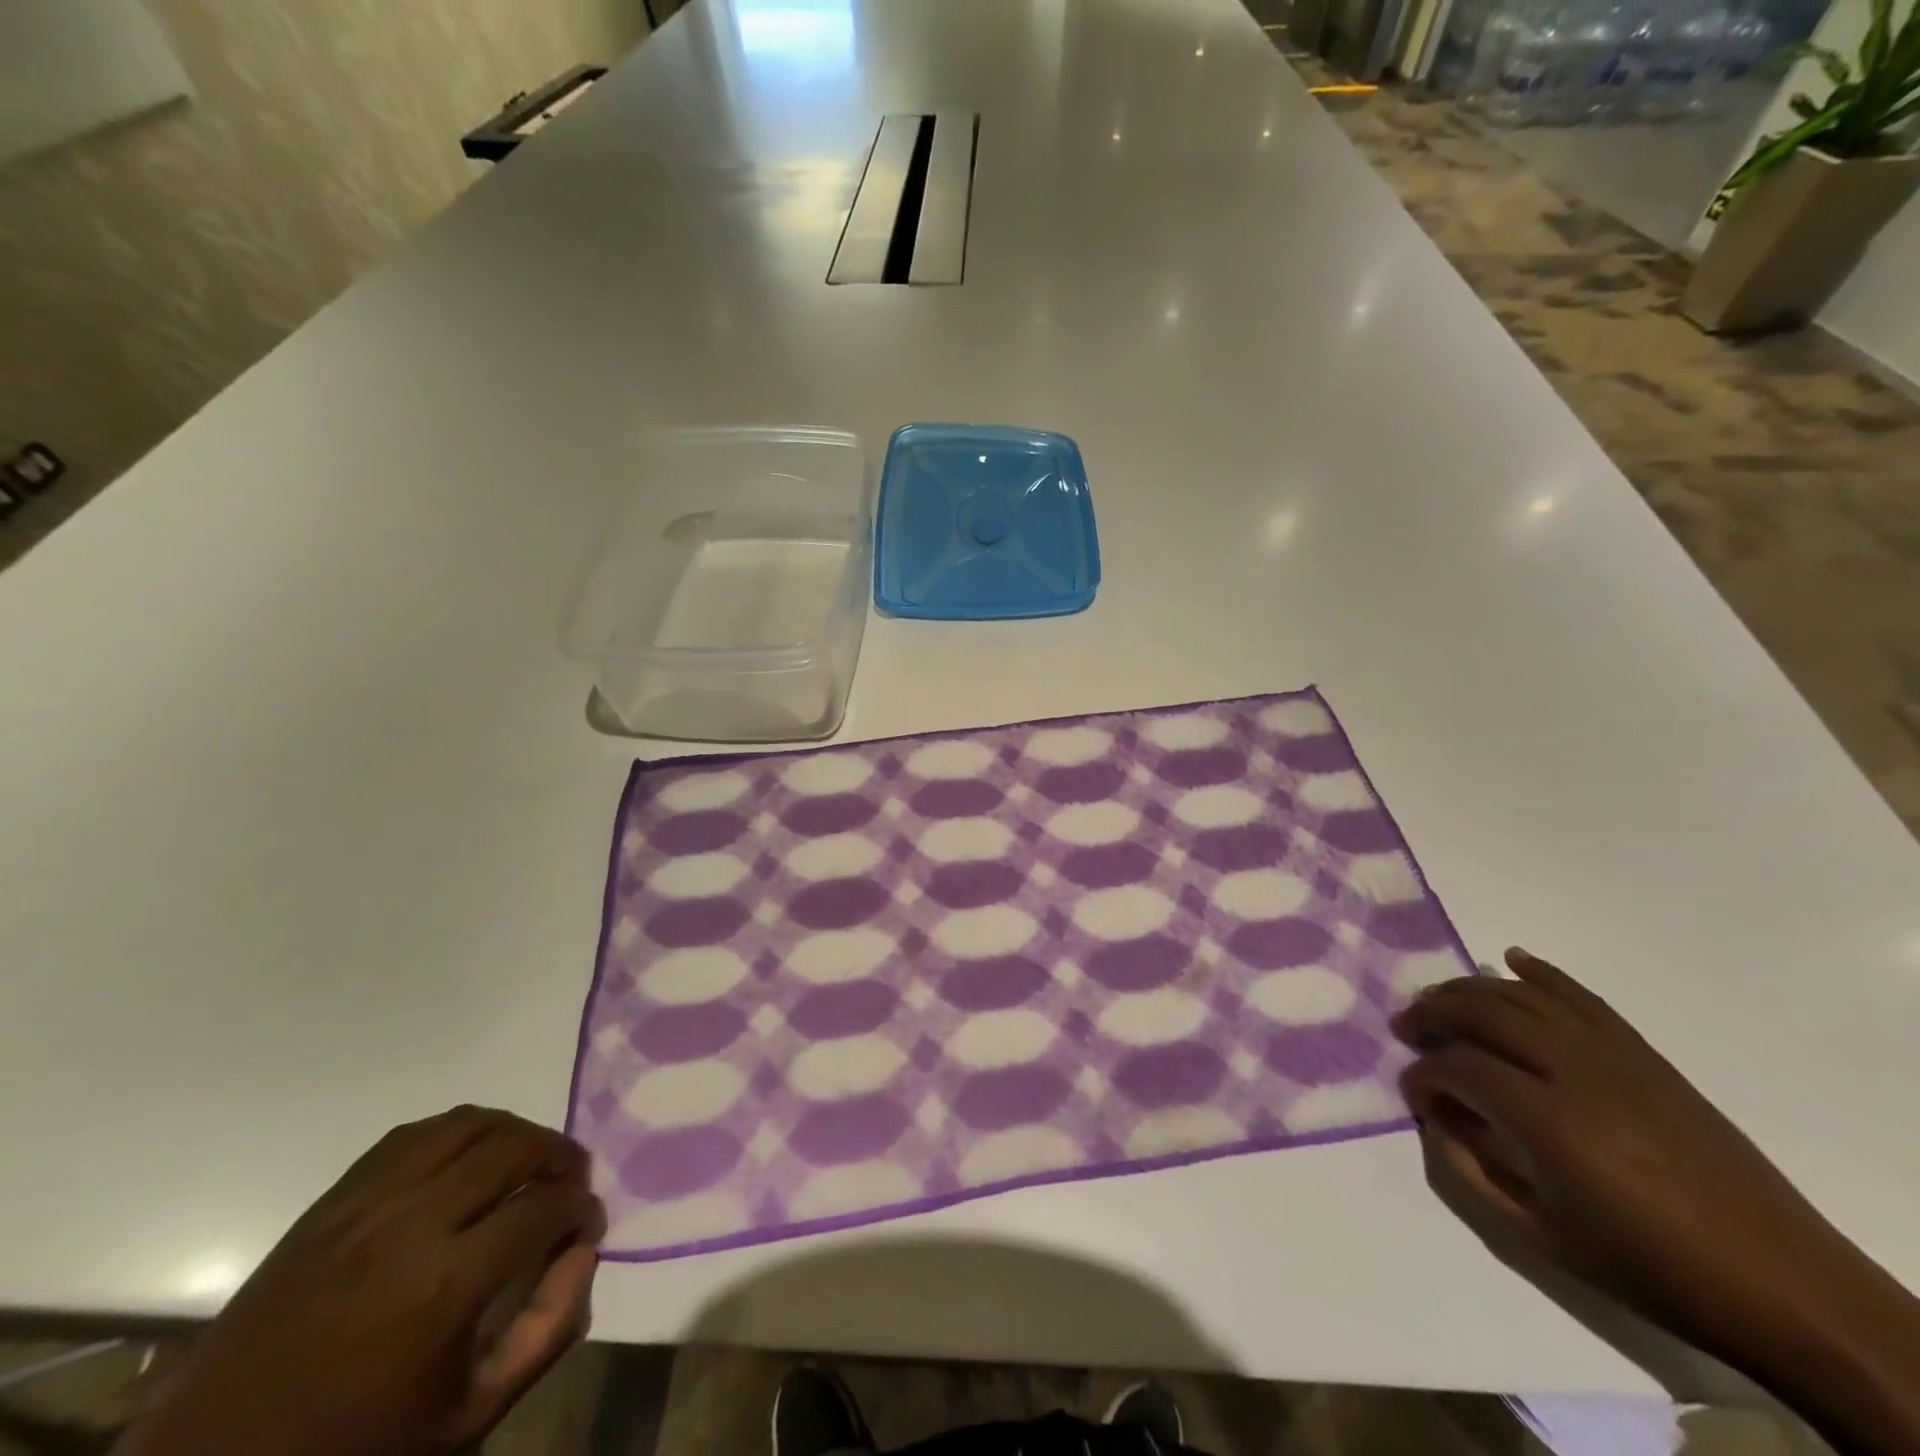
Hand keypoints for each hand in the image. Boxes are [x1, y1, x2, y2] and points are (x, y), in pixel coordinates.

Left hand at [116, 1106, 604, 1455]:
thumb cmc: (355, 1447)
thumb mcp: (467, 1415)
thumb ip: (547, 1328)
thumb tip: (585, 1249)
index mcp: (446, 1285)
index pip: (546, 1208)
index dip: (581, 1207)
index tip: (587, 1221)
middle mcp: (410, 1225)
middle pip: (513, 1147)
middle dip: (559, 1155)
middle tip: (569, 1179)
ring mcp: (363, 1206)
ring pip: (466, 1124)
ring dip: (512, 1132)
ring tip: (526, 1158)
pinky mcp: (329, 1203)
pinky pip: (411, 1136)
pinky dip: (456, 1133)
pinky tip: (466, 1158)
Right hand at [1392, 948, 1849, 1348]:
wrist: (1783, 1283)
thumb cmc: (1651, 1267)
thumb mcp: (1543, 1239)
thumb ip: (1471, 1174)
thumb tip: (1436, 1122)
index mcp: (1546, 1121)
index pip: (1458, 1069)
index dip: (1422, 1076)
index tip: (1412, 1094)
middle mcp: (1573, 1071)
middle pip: (1482, 1013)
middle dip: (1432, 1014)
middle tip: (1406, 1029)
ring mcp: (1613, 1056)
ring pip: (1523, 996)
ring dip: (1470, 990)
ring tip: (1440, 1000)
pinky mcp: (1644, 1055)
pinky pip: (1582, 997)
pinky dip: (1543, 973)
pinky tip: (1512, 959)